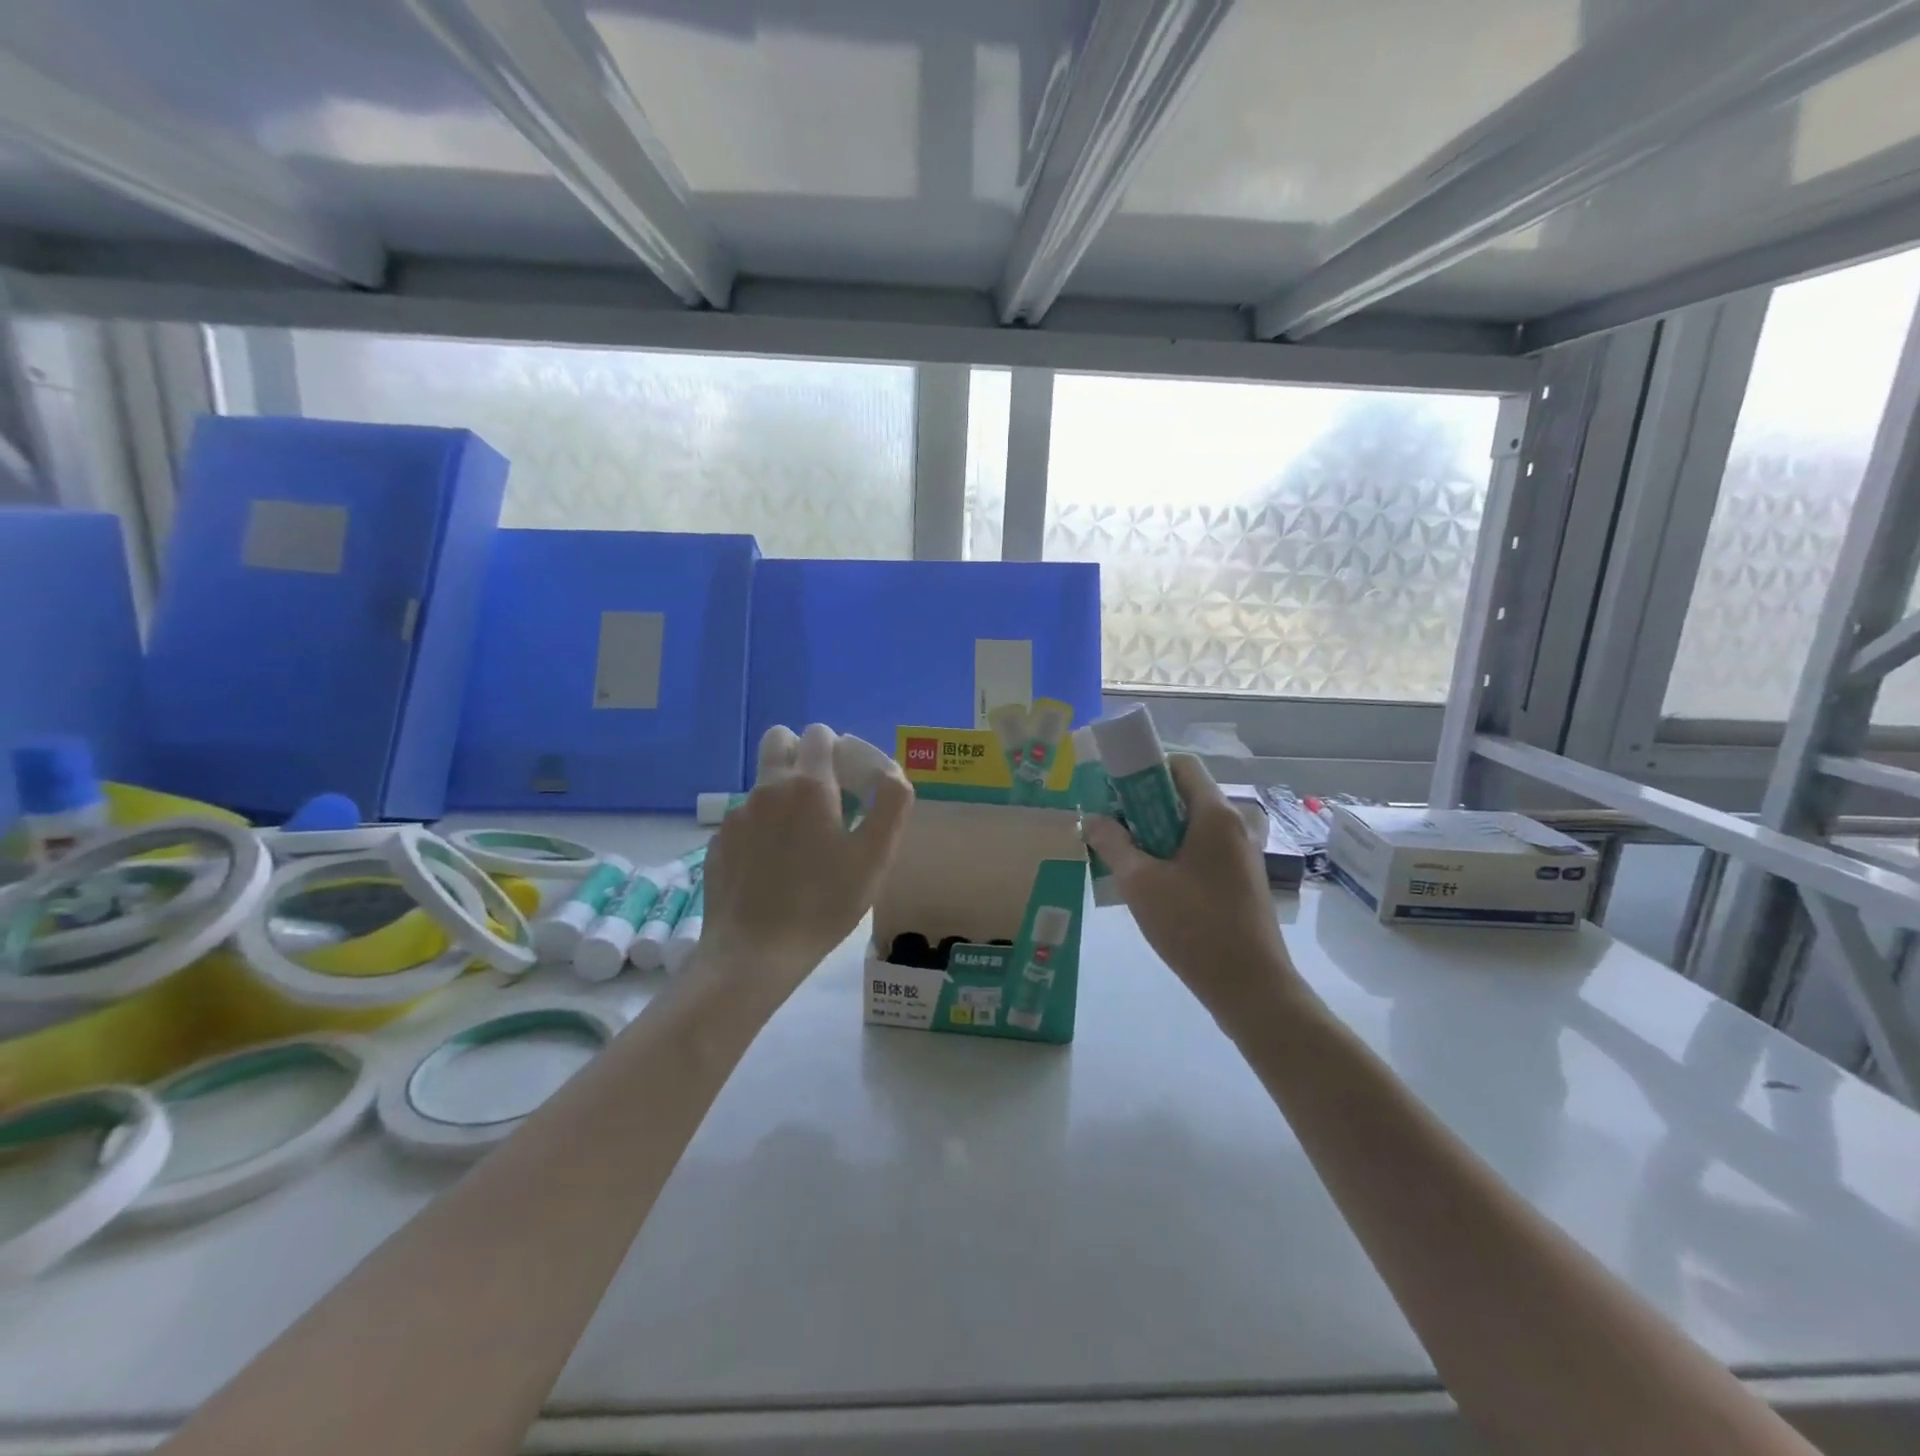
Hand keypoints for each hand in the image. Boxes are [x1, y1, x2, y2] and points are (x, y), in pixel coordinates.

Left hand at [698, 724, 913, 989]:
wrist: (754, 954)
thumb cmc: (823, 904)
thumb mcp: (874, 857)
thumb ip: (891, 804)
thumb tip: (892, 772)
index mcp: (808, 785)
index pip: (819, 734)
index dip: (840, 749)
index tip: (851, 783)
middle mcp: (767, 789)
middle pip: (779, 739)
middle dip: (802, 754)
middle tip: (824, 794)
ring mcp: (737, 815)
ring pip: (763, 782)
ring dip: (784, 794)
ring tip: (802, 842)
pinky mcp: (718, 842)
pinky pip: (746, 817)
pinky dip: (763, 827)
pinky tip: (774, 867)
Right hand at [1083, 754, 1295, 1016]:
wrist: (1251, 988)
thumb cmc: (1194, 926)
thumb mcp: (1140, 883)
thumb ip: (1112, 844)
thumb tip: (1093, 819)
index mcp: (1215, 814)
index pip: (1180, 764)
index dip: (1144, 770)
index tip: (1115, 794)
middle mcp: (1234, 825)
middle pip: (1183, 795)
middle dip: (1143, 807)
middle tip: (1112, 831)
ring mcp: (1241, 853)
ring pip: (1190, 826)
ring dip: (1156, 835)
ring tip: (1126, 862)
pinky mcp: (1241, 879)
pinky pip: (1201, 851)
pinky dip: (1174, 856)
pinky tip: (1152, 888)